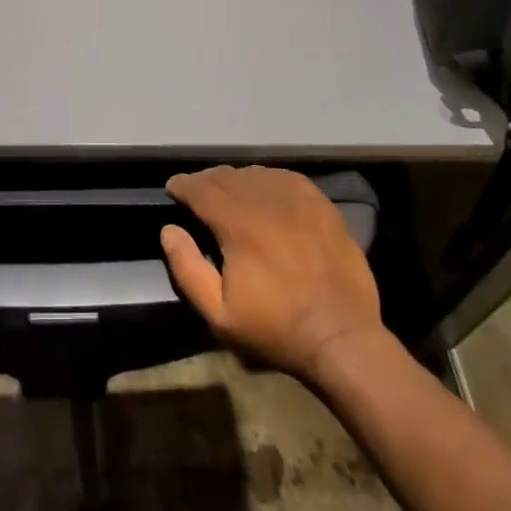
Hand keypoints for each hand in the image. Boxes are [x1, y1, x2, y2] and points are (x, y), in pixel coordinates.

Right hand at [162, 165, 387, 381]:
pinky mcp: (321, 204)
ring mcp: (297, 199)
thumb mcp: (219, 314)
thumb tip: (169, 230)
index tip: (173, 189)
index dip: (182, 185)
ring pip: (255, 174)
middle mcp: (265, 200)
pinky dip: (267, 180)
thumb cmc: (275, 328)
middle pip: (226, 176)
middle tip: (197, 193)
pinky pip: (285, 178)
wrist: (341, 336)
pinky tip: (265, 192)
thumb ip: (187, 269)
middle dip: (206, 181)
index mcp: (237, 223)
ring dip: (236, 180)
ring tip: (229, 193)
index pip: (200, 188)